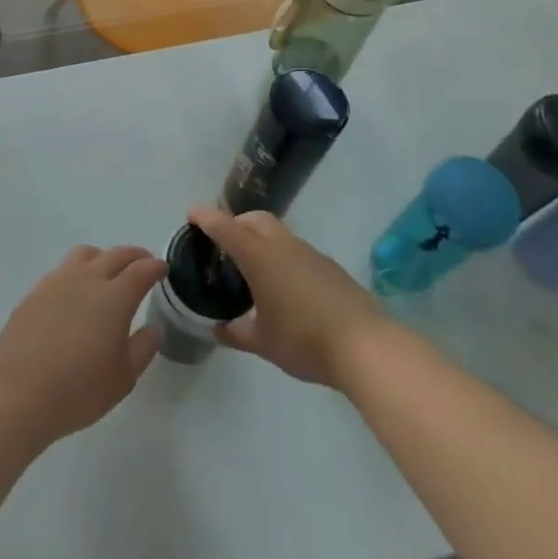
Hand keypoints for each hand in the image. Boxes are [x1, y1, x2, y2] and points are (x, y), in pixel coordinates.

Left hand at [0, 245, 165, 449]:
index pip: (141, 270)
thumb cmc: (78, 390)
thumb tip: (154, 327)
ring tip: (107, 273)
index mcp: (114, 297)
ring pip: (85, 254)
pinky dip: (77, 272)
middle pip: (115, 255)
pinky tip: (74, 293)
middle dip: (134, 256)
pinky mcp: (35, 292)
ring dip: (103, 257)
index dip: (155, 267)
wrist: (18, 394)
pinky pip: (62, 270)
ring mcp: (57, 282)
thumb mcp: (123, 378)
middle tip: (143, 264)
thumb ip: (142, 348)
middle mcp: (87, 279)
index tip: (162, 269)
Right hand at [185, 205, 388, 388]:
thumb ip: (237, 332)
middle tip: (222, 244)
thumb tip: (219, 328)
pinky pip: (294, 248)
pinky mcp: (327, 266)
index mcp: (259, 256)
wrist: (365, 345)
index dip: (206, 217)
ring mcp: (308, 253)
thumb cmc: (304, 339)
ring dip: (258, 238)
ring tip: (250, 267)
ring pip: (276, 231)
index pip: (225, 227)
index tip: (191, 213)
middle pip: (253, 219)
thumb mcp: (263, 342)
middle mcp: (282, 245)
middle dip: (235, 223)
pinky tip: (281, 284)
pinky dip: (279, 254)